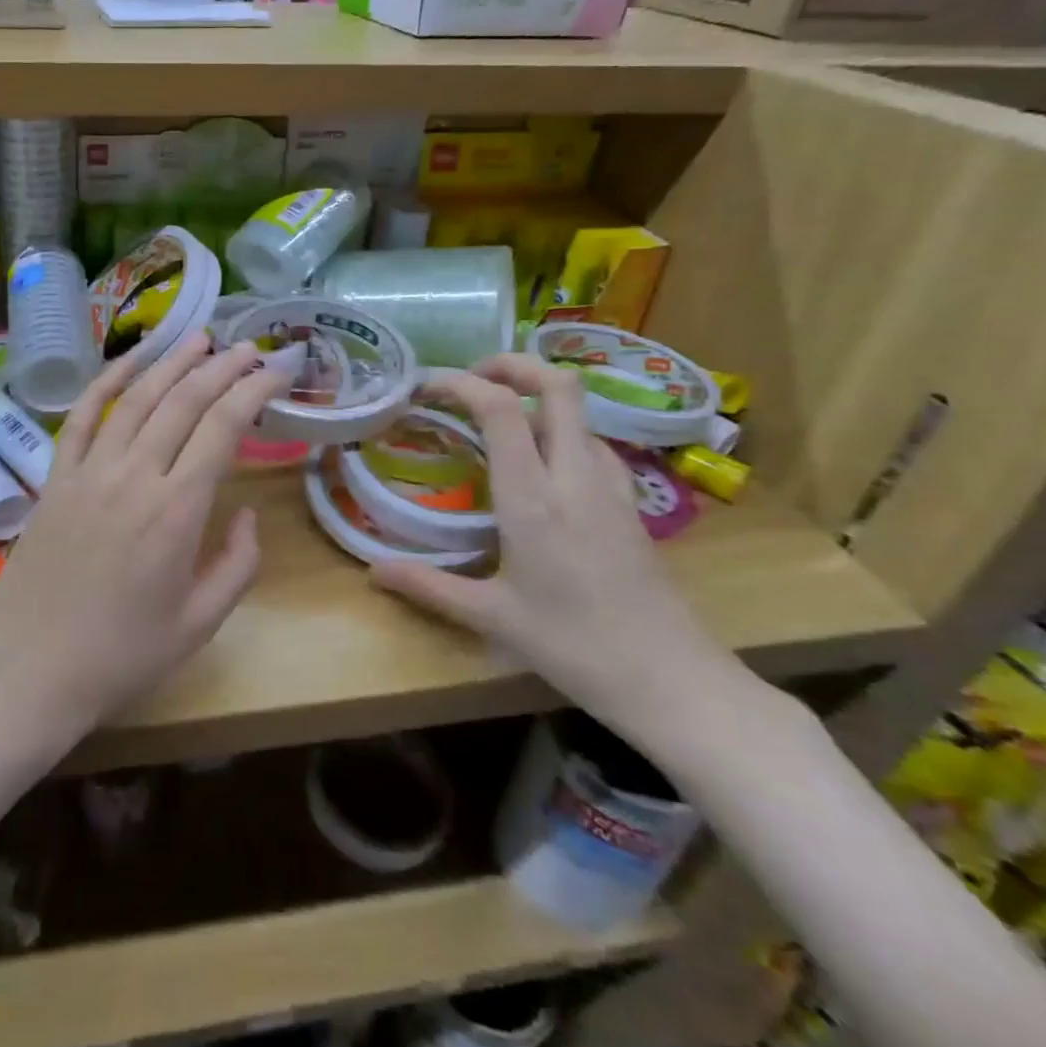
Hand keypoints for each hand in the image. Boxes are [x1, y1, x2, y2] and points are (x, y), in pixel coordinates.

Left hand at [0, 332, 292, 738]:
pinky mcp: (55, 478)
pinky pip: (81, 418)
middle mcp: (134, 476)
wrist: (31, 671)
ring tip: (198, 338)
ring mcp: (89, 472)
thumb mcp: (199, 624)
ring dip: (170, 362)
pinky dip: (106, 382)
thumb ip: (237, 565)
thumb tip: (248, 514)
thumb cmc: (121, 656)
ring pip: (135, 399)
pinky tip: (129, 362)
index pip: (223, 427)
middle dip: (221, 367)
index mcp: (177, 511)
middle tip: (248, 348)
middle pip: (183, 401)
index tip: (277, 369)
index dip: (254, 390)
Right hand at [370, 354, 750, 745]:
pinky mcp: (630, 502)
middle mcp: (574, 477)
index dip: (460, 383)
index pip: (500, 409)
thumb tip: (372, 571)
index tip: (426, 387)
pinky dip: (560, 430)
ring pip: (580, 410)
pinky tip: (540, 463)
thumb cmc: (575, 647)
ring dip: (537, 396)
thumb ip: (428, 586)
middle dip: (512, 364)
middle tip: (471, 377)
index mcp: (533, 498)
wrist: (673, 681)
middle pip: (558, 385)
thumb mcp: (492, 616)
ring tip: (497, 418)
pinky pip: (592, 442)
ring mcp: (610, 485)